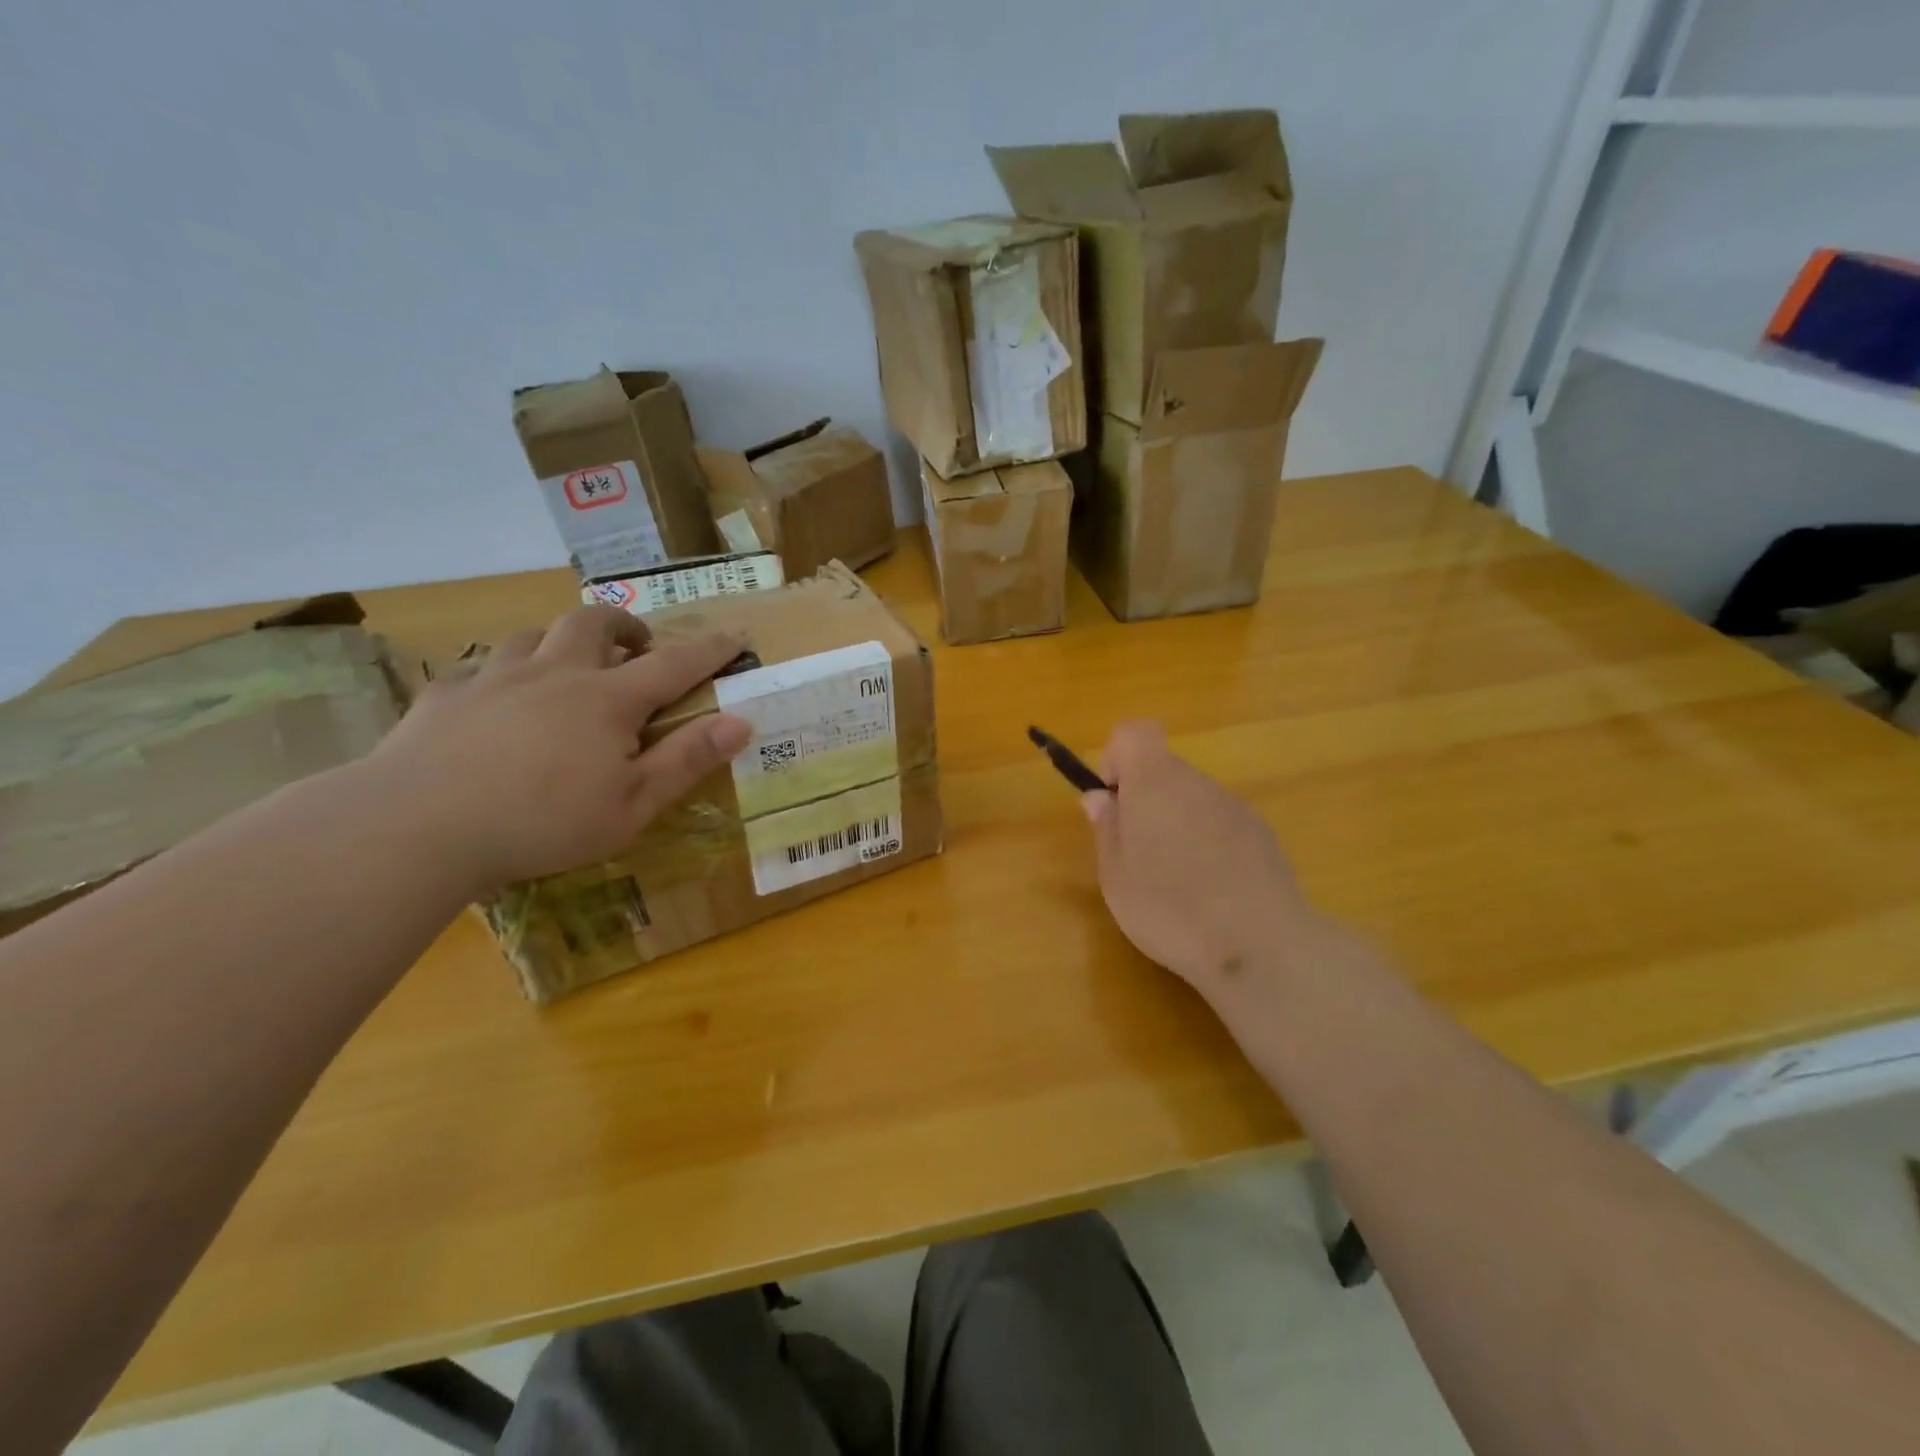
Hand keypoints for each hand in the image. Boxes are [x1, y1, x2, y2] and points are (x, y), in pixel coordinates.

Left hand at [364, 605, 750, 893]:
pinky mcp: (445, 695)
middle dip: (625, 627)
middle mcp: (556, 674)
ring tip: (568, 665)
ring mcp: (495, 678)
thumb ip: (687, 760)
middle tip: (637, 646)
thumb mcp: (632, 805)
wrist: (416, 826)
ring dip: (562, 641)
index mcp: (608, 701)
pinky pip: (479, 665)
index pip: (674, 664)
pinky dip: (502, 671)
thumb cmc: (542, 822)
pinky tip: (497, 696)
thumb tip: (741, 722)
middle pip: (594, 624)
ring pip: (535, 633)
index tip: (736, 634)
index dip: (710, 649)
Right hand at [1082, 721, 1313, 1002]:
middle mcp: (1198, 783)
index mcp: (1155, 782)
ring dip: (1175, 824)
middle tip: (1135, 854)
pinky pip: (1221, 825)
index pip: (1134, 732)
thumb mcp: (1116, 876)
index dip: (1116, 758)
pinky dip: (1207, 844)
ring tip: (1173, 880)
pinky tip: (1209, 892)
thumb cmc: (1170, 908)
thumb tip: (1100, 797)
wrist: (1261, 947)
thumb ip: (1106, 829)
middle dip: (1144, 800)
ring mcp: (1236, 808)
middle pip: (1164, 770)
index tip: (1112, 800)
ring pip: (1192, 799)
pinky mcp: (1263, 836)